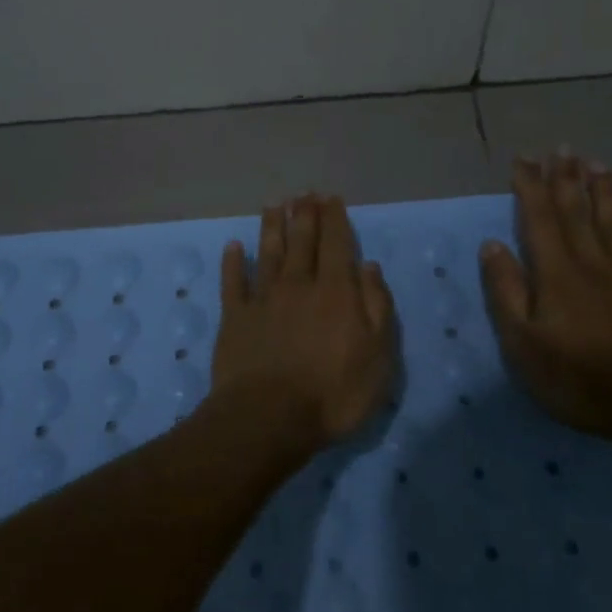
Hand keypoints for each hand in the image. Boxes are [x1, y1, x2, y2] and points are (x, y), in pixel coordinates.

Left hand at [213, 194, 397, 444]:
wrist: (268, 418)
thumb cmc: (333, 393)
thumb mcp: (378, 357)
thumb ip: (377, 308)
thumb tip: (369, 267)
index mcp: (336, 292)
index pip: (337, 245)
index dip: (334, 219)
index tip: (330, 199)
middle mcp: (298, 285)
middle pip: (301, 242)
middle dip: (304, 215)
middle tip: (304, 194)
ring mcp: (263, 299)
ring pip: (268, 253)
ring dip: (271, 227)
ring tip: (273, 205)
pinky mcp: (235, 317)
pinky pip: (233, 282)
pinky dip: (232, 262)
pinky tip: (232, 246)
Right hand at [480, 155, 611, 438]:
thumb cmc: (578, 378)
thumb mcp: (523, 343)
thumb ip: (507, 291)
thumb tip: (492, 245)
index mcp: (556, 274)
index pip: (539, 220)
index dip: (530, 187)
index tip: (523, 159)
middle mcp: (593, 264)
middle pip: (577, 213)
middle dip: (566, 179)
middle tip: (562, 148)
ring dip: (606, 192)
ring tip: (599, 163)